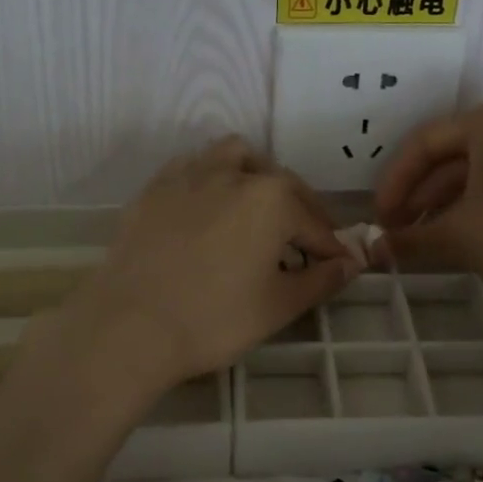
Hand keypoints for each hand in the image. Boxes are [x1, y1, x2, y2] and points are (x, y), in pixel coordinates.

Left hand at [46, 137, 359, 395]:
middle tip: (303, 243)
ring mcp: (190, 176)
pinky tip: (207, 206)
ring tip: (256, 205)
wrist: (130, 325)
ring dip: (254, 174)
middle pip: (280, 183)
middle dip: (299, 209)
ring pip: (233, 156)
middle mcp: (234, 174)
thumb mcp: (278, 305)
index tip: (337, 267)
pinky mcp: (155, 188)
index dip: (330, 249)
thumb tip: (351, 263)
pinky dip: (209, 178)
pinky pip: (191, 168)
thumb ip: (321, 280)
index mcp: (272, 198)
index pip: (314, 224)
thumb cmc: (214, 318)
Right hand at [372, 100, 482, 303]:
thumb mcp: (458, 238)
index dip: (394, 182)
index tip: (379, 217)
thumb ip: (410, 239)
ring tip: (424, 236)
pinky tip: (463, 233)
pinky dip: (478, 202)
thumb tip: (374, 251)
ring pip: (479, 169)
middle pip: (452, 154)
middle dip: (420, 194)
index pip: (424, 143)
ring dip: (446, 201)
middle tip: (398, 229)